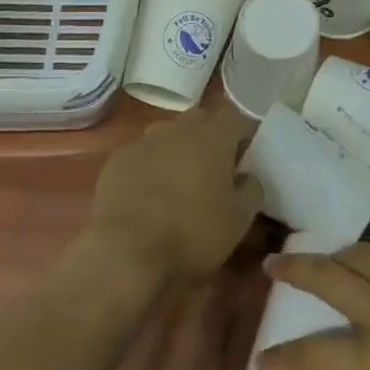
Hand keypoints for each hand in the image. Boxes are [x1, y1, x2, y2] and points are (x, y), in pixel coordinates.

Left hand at [84, 108, 260, 286]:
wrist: (126, 251)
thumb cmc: (192, 233)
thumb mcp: (239, 220)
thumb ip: (252, 190)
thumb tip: (249, 177)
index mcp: (213, 137)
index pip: (237, 119)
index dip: (245, 135)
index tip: (247, 158)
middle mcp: (178, 128)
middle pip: (201, 120)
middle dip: (211, 137)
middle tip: (215, 168)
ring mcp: (144, 141)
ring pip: (169, 134)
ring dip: (179, 149)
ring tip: (180, 180)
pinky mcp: (117, 159)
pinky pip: (142, 154)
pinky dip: (150, 165)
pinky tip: (148, 193)